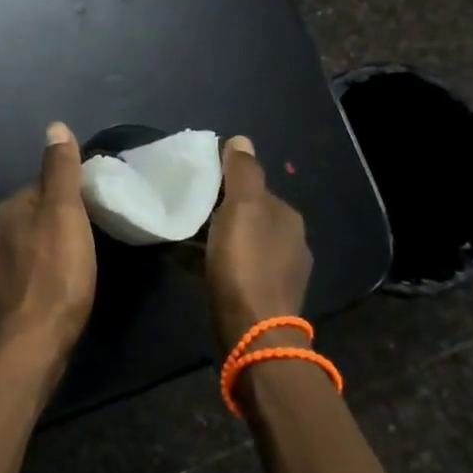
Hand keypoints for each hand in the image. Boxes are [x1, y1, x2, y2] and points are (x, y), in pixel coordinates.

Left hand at [0, 122, 96, 376]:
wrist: (33, 342)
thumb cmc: (56, 273)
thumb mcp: (65, 214)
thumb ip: (60, 171)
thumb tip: (54, 126)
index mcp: (6, 209)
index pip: (40, 189)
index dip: (67, 198)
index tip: (89, 213)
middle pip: (30, 215)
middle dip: (52, 221)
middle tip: (85, 240)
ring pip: (23, 242)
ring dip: (43, 247)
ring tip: (71, 263)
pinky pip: (20, 269)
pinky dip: (35, 270)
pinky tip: (51, 284)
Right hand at [205, 135, 312, 353]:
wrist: (253, 333)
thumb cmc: (245, 265)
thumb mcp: (242, 209)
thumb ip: (243, 173)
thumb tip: (242, 140)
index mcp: (287, 217)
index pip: (255, 187)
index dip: (227, 180)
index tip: (196, 180)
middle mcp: (290, 242)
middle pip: (249, 215)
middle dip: (220, 209)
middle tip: (185, 205)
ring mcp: (278, 273)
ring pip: (241, 242)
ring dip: (215, 236)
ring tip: (181, 232)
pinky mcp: (262, 297)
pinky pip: (234, 267)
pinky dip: (213, 260)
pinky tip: (189, 262)